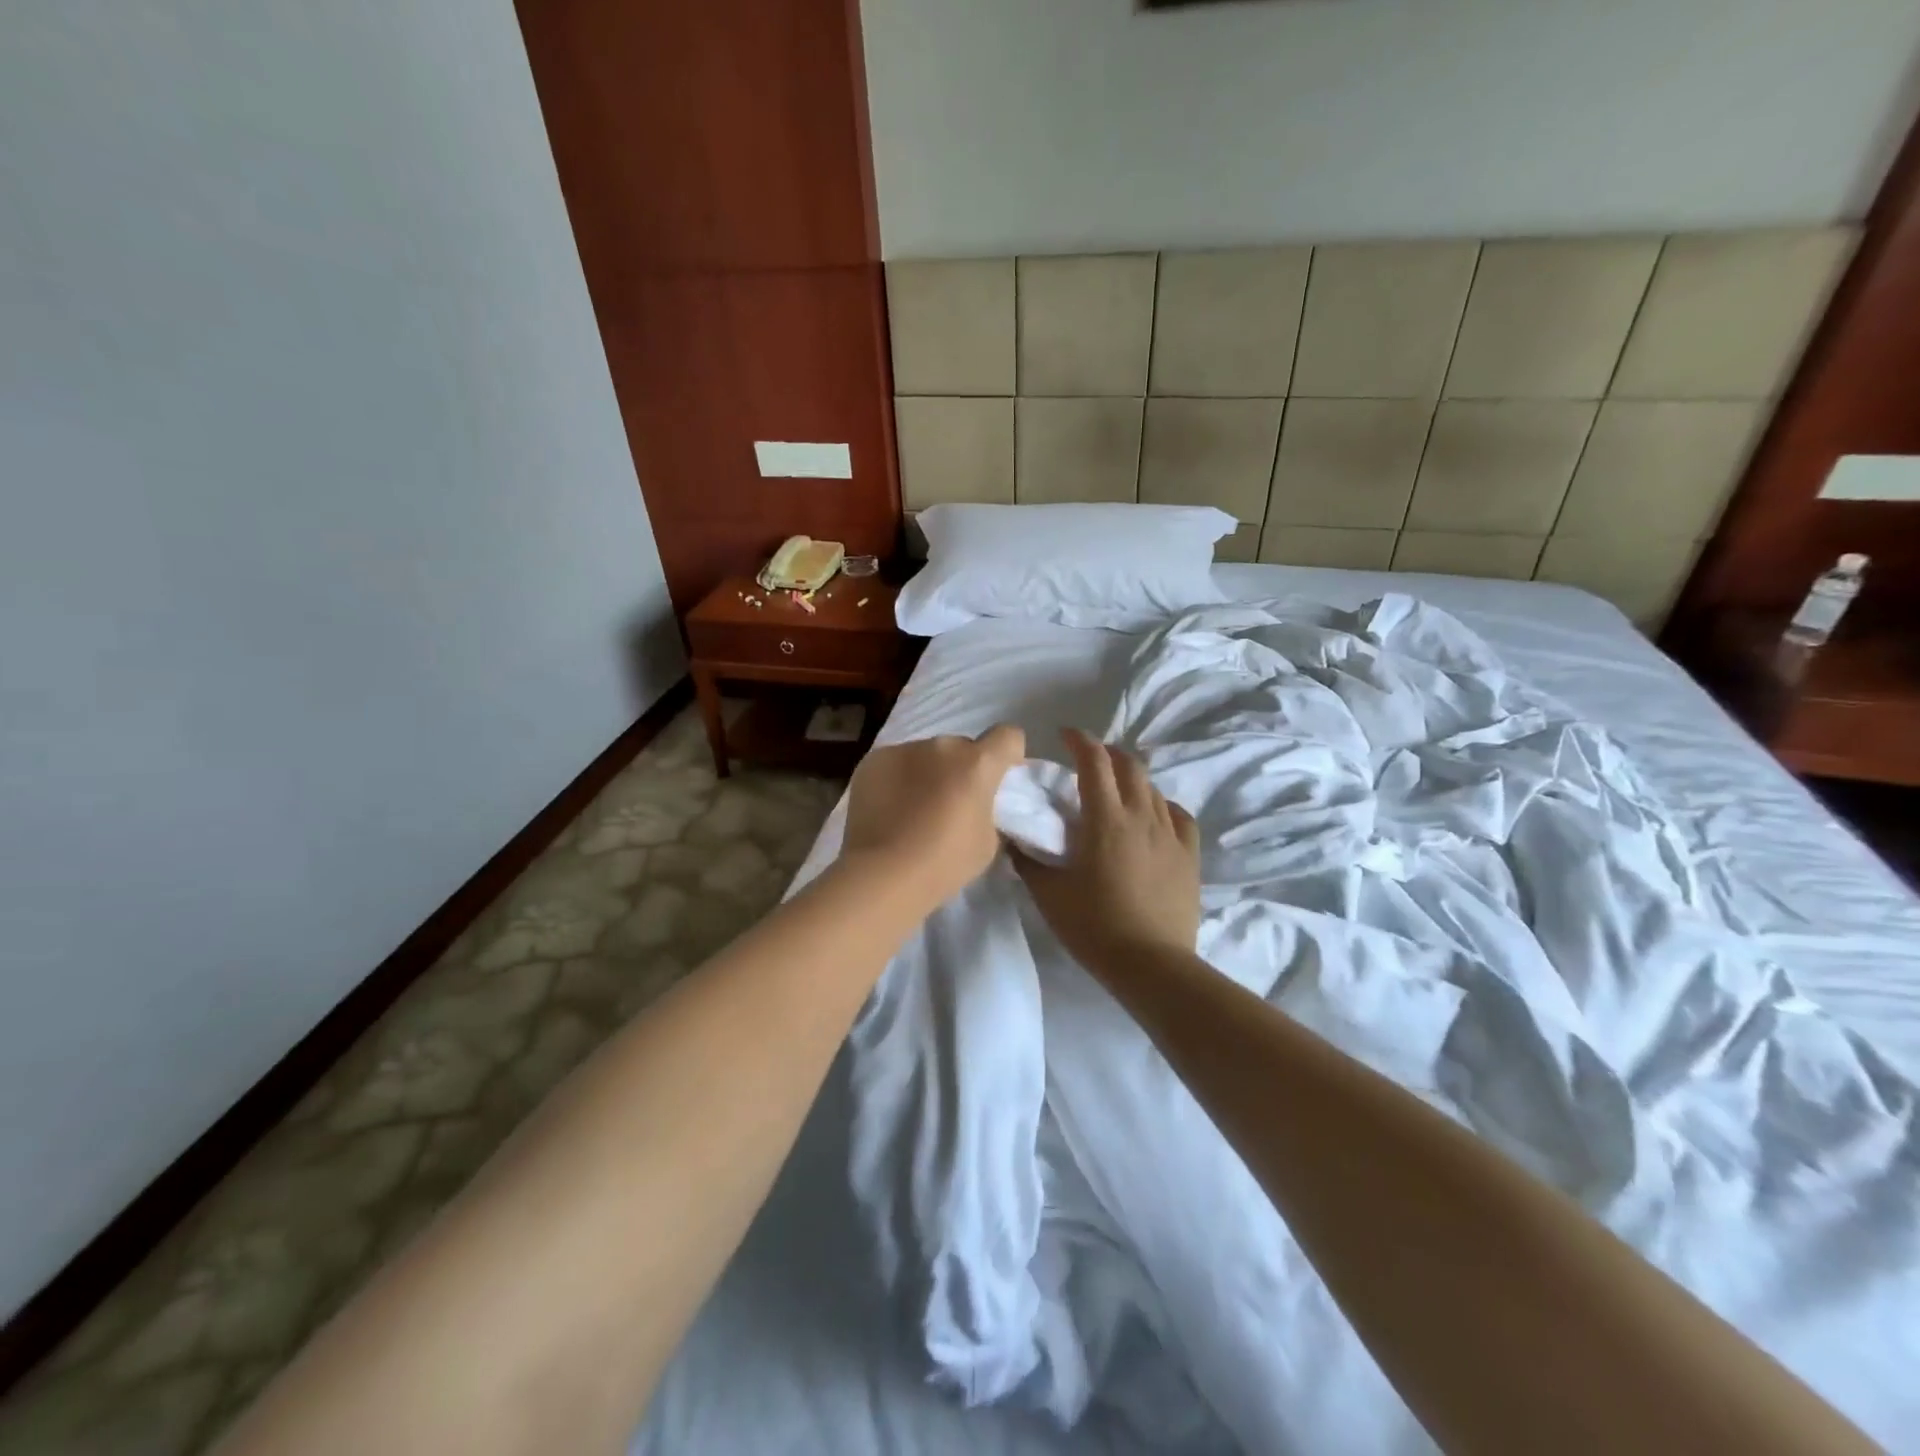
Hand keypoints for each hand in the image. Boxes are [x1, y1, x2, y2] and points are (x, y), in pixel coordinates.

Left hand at [839, 724, 1026, 911]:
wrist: (883, 874)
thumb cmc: (945, 863)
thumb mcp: (988, 841)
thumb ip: (987, 810)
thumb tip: (976, 804)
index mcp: (978, 763)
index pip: (1008, 736)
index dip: (1008, 754)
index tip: (998, 778)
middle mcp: (943, 746)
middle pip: (962, 748)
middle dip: (961, 768)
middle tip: (951, 803)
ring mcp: (904, 749)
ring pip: (926, 755)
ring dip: (927, 773)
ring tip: (913, 809)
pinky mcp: (873, 760)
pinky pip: (895, 763)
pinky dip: (897, 779)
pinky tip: (888, 809)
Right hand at [1012, 729, 1200, 969]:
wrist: (1151, 964)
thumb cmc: (1093, 926)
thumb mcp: (1049, 894)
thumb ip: (1027, 861)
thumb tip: (1011, 838)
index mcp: (1105, 819)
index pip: (1094, 761)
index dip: (1079, 740)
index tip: (1064, 735)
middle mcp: (1141, 816)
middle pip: (1129, 765)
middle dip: (1108, 754)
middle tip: (1089, 761)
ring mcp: (1170, 834)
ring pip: (1153, 788)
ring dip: (1132, 779)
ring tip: (1117, 791)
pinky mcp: (1189, 855)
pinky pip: (1179, 816)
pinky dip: (1162, 806)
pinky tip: (1155, 815)